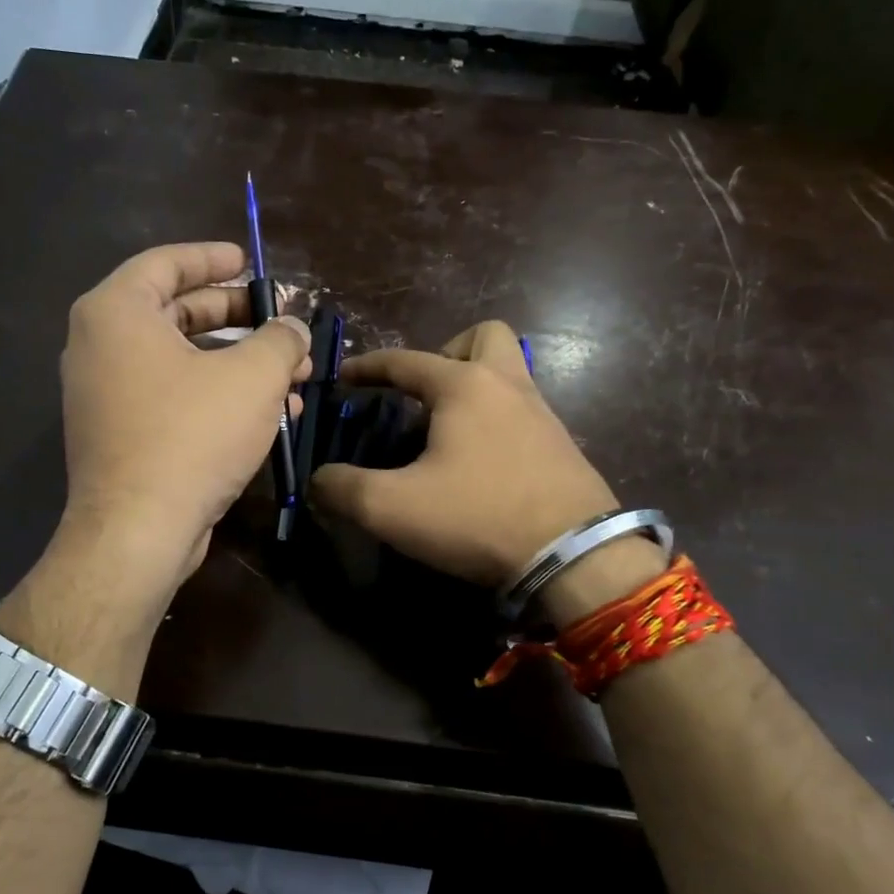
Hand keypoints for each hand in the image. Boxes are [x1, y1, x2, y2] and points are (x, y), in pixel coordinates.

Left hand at [57, 242, 309, 584]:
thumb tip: (294, 330)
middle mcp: (100, 347)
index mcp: (117, 314)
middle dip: (238, 319)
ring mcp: (106, 395)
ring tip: (292, 376)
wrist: (139, 531)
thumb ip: (280, 339)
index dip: (212, 259)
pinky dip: (217, 397)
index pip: (165, 264)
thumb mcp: (252, 377)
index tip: (249, 262)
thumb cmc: (192, 435)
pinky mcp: (121, 435)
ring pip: (181, 362)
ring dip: (238, 365)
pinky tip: (270, 415)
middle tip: (279, 323)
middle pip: (176, 313)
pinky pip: (173, 398)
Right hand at [309, 321, 620, 587]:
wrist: (574, 556)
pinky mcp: (562, 446)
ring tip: (445, 431)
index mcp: (463, 385)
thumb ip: (343, 488)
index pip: (404, 361)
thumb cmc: (477, 516)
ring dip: (474, 387)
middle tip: (423, 394)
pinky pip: (522, 411)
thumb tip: (319, 481)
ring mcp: (542, 414)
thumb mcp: (391, 507)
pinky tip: (479, 462)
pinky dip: (496, 420)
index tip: (344, 378)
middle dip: (446, 353)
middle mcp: (507, 385)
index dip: (368, 367)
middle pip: (483, 337)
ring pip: (509, 374)